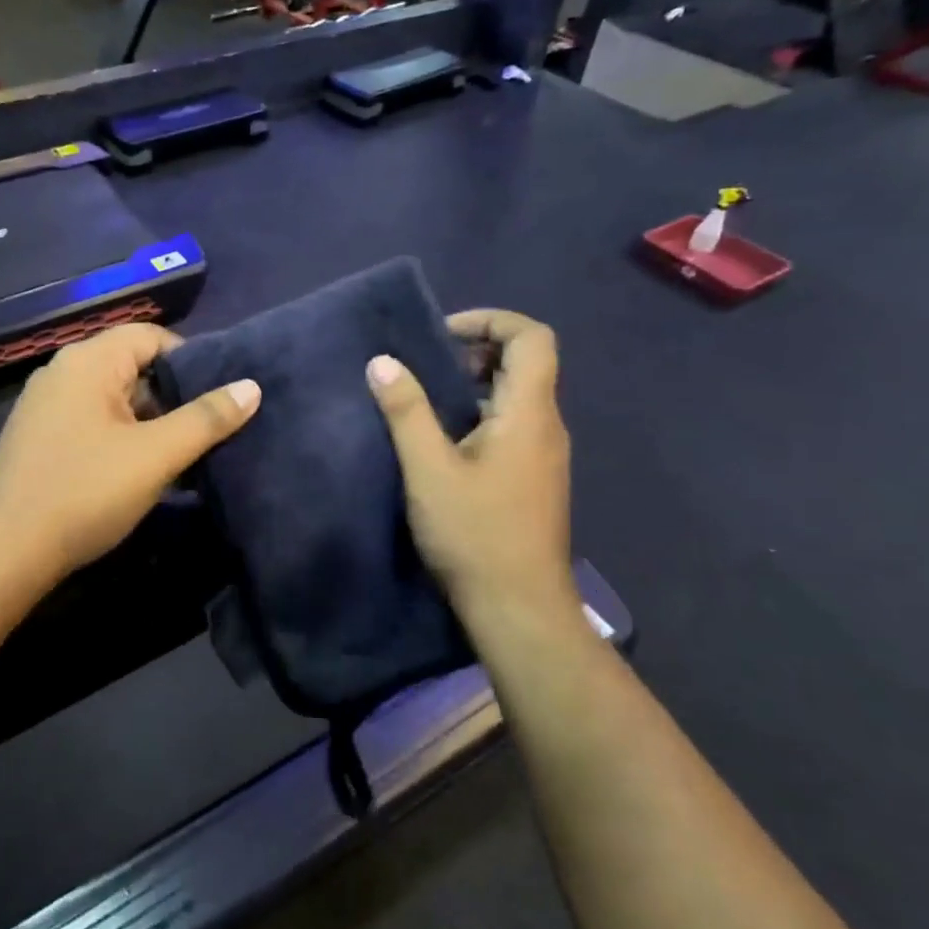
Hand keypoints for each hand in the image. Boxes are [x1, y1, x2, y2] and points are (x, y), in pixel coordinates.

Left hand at [0, 324, 260, 584]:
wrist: (6, 551)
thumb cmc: (85, 492)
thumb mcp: (156, 455)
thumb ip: (206, 419)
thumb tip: (252, 386)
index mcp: (88, 362)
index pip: (151, 336)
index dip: (191, 360)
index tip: (218, 396)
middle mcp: (62, 372)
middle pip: (131, 366)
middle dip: (172, 395)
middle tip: (207, 429)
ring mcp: (45, 406)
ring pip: (112, 399)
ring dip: (148, 421)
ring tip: (182, 454)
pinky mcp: (38, 438)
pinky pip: (91, 422)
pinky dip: (120, 436)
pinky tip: (138, 471)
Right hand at [366, 310, 576, 624]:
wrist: (518, 608)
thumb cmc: (475, 533)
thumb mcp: (429, 469)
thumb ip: (406, 411)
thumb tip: (383, 361)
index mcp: (529, 413)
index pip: (532, 337)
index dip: (490, 320)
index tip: (441, 334)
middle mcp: (546, 426)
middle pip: (525, 363)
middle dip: (476, 350)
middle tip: (425, 364)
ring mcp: (543, 455)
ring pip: (516, 397)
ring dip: (474, 384)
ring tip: (424, 398)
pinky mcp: (532, 479)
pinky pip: (511, 425)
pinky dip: (478, 414)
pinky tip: (441, 441)